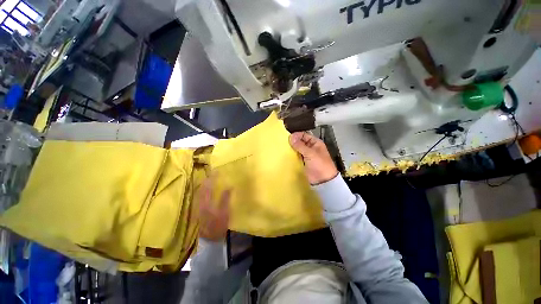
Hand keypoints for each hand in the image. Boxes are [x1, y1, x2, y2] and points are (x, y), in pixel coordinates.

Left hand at [197, 176, 230, 240]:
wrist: (210, 238)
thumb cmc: (219, 225)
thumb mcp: (225, 212)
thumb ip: (226, 199)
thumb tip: (229, 186)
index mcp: (207, 203)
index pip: (209, 187)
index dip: (212, 179)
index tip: (217, 171)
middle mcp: (200, 203)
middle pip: (202, 188)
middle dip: (207, 179)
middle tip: (213, 173)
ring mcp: (199, 206)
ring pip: (200, 192)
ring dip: (205, 184)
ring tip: (210, 178)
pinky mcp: (199, 209)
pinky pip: (200, 196)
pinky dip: (203, 190)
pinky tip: (207, 189)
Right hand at [289, 132, 337, 184]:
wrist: (322, 181)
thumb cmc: (320, 165)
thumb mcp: (310, 153)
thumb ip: (300, 145)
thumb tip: (291, 137)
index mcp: (315, 143)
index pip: (304, 135)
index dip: (297, 135)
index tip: (288, 138)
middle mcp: (310, 147)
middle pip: (300, 141)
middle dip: (293, 142)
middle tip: (284, 143)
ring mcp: (306, 155)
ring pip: (297, 149)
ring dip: (292, 148)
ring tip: (283, 148)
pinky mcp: (303, 161)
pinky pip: (296, 156)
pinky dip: (292, 155)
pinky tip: (286, 155)